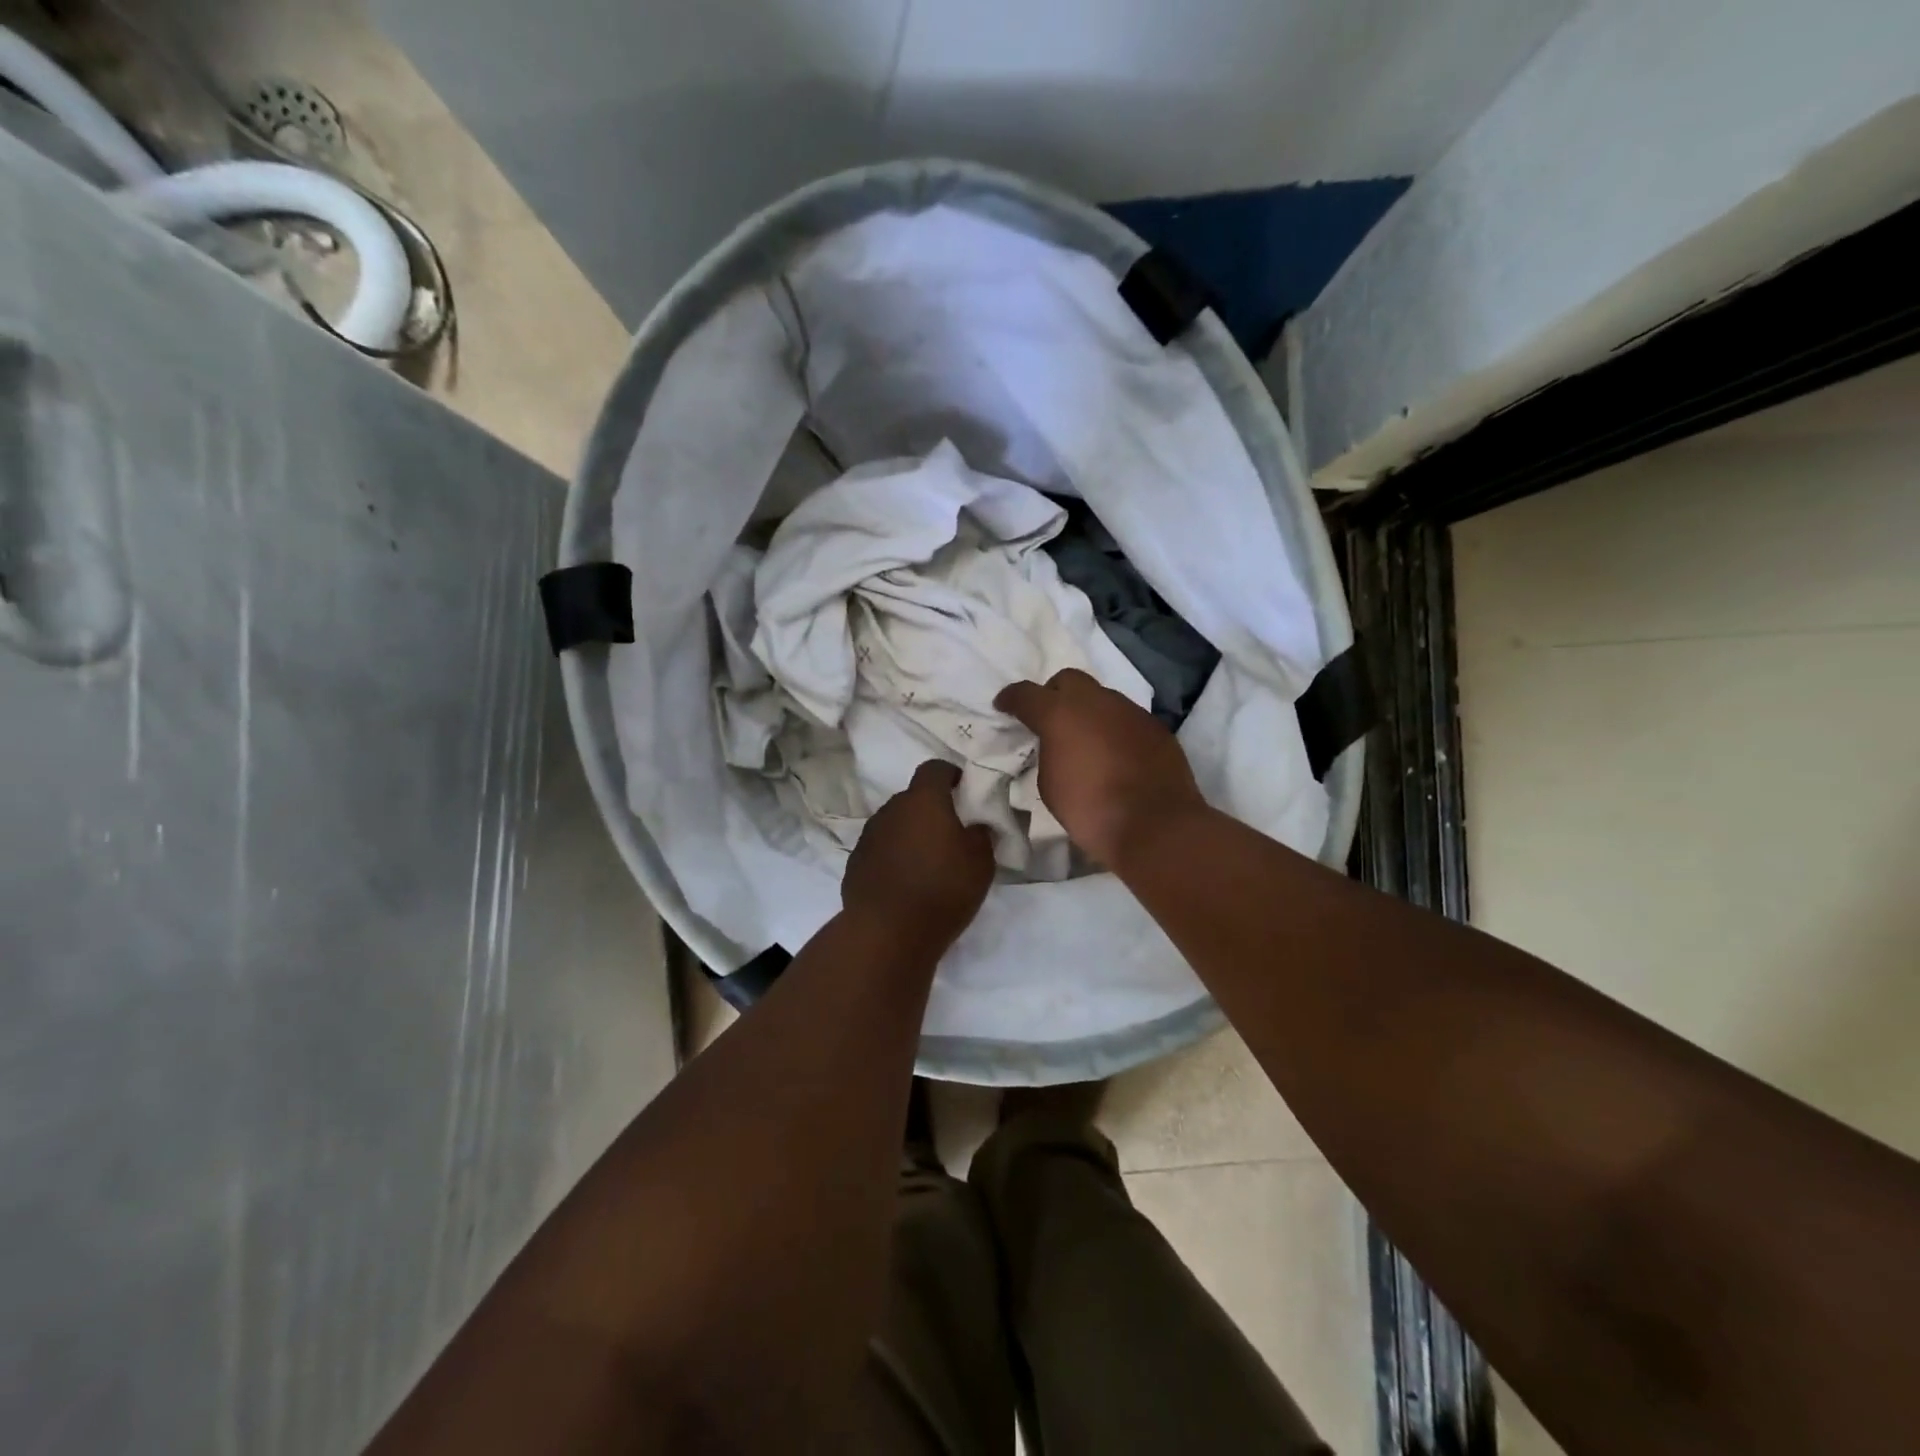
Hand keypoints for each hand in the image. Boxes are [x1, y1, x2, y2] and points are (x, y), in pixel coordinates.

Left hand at [842, 760, 994, 954]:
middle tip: (949, 833)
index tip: (963, 789)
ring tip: (926, 861)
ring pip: (894, 824)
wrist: (887, 932)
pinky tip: (904, 882)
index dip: (950, 774)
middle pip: (912, 798)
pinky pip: (880, 850)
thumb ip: (980, 835)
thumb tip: (974, 826)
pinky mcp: (854, 863)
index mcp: (923, 800)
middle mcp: (891, 810)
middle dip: (930, 809)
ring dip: (909, 834)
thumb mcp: (981, 863)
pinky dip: (892, 857)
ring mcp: (868, 836)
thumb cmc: (942, 889)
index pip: (934, 768)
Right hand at [996, 668, 1207, 868]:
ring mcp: (1130, 711)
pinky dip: (1114, 728)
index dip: (1011, 698)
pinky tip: (1115, 753)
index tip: (1003, 706)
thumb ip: (1048, 753)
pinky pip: (1126, 718)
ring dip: (1088, 711)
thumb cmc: (1090, 809)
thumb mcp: (1050, 784)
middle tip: (1050, 719)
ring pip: (1101, 697)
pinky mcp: (1155, 726)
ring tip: (1086, 739)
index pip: (1026, 694)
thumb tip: (1058, 744)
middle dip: (1054, 694)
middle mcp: (1095, 702)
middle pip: (1068, 680)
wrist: (1154, 824)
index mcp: (1060, 714)